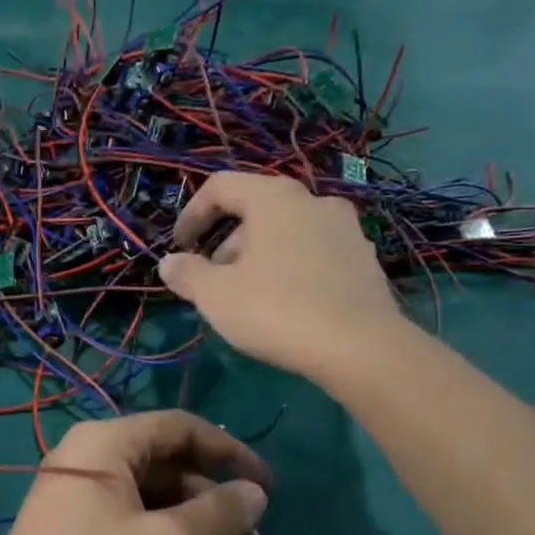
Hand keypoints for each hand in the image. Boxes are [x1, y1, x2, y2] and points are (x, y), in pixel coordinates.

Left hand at [0, 412, 270, 534]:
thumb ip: (219, 512)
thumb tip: (257, 492)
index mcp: (104, 442)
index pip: (179, 427)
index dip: (230, 451)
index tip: (270, 487)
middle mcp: (88, 456)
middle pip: (168, 461)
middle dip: (217, 498)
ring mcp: (78, 492)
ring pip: (154, 493)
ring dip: (197, 521)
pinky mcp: (76, 527)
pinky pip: (133, 514)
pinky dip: (168, 533)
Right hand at [158, 172, 399, 379]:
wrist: (360, 347)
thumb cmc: (276, 309)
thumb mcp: (215, 295)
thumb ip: (187, 274)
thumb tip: (170, 263)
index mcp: (274, 198)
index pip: (221, 187)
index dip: (192, 214)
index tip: (179, 247)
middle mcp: (313, 201)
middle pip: (256, 209)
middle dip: (226, 242)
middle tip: (212, 279)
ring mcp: (345, 229)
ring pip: (287, 232)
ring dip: (258, 255)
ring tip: (246, 296)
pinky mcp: (364, 259)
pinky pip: (314, 252)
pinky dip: (290, 267)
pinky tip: (285, 304)